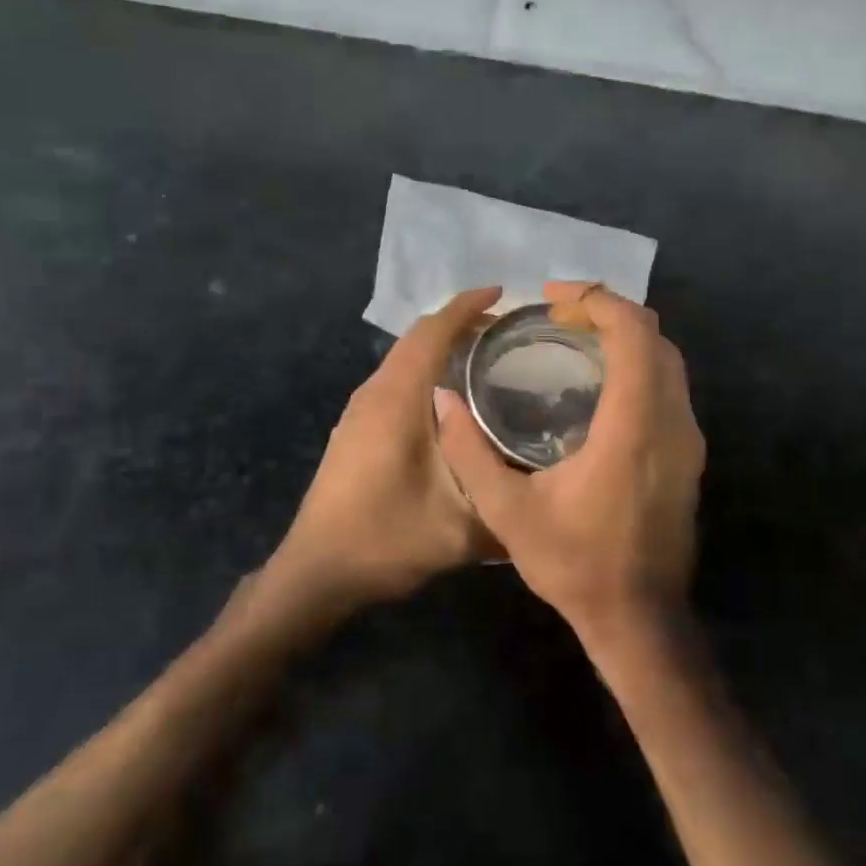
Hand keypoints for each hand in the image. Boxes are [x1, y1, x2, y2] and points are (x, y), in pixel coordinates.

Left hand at [265, 286, 504, 611]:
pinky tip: (451, 402)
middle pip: (416, 339)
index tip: (503, 294)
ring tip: (485, 358)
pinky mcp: (355, 431)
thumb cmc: (385, 539)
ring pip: (404, 361)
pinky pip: (395, 383)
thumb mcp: (461, 528)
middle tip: (506, 330)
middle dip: (459, 324)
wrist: (317, 571)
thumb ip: (507, 503)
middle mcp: (374, 394)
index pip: (432, 333)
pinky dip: (425, 373)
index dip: (466, 307)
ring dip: (440, 349)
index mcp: (397, 400)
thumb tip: (548, 488)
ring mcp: (358, 412)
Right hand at [436, 281, 705, 649]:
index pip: (632, 333)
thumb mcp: (506, 511)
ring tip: (574, 342)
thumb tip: (441, 397)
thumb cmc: (574, 564)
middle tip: (558, 318)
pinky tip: (599, 385)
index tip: (552, 301)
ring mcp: (688, 439)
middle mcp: (672, 421)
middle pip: (655, 336)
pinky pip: (670, 387)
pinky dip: (638, 366)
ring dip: (625, 338)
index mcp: (632, 426)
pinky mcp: (689, 456)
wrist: (638, 618)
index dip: (596, 300)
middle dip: (608, 312)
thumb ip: (469, 451)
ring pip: (668, 360)